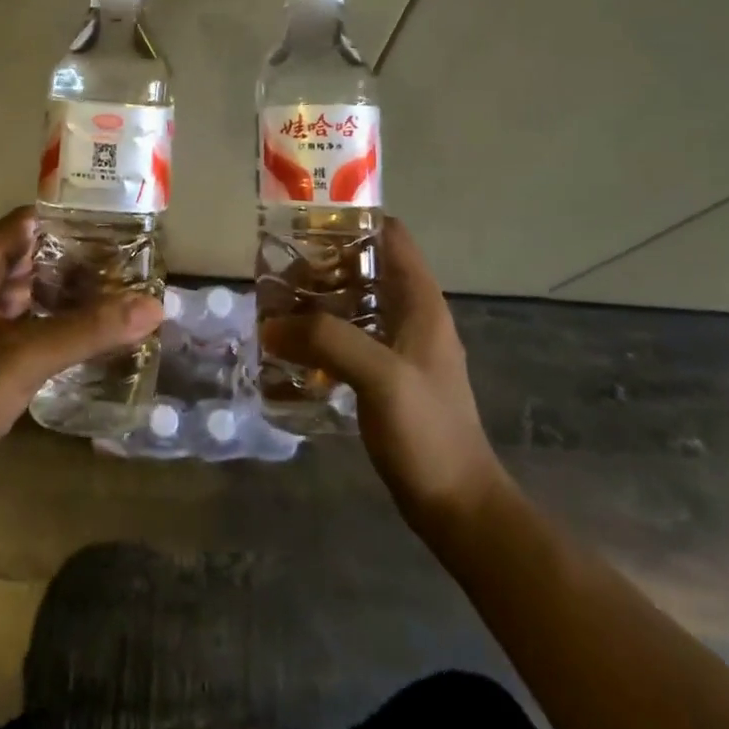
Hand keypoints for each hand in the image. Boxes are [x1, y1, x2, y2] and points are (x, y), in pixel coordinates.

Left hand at [0, 207, 164, 490]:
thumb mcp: (30, 355)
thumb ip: (91, 329)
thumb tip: (154, 306)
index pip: (22, 224)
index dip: (64, 222)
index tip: (108, 227)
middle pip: (20, 258)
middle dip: (66, 261)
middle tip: (116, 266)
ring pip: (14, 293)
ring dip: (53, 294)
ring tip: (102, 297)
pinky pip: (7, 322)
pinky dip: (38, 321)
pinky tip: (69, 335)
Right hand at [260, 218, 506, 533]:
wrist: (458, 506)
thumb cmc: (428, 432)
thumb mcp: (380, 376)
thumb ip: (326, 340)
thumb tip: (271, 324)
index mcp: (420, 300)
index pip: (389, 235)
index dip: (351, 221)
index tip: (304, 226)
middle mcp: (410, 314)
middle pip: (364, 267)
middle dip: (321, 264)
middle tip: (278, 275)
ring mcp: (399, 347)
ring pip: (352, 303)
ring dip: (317, 302)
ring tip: (276, 308)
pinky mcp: (385, 376)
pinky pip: (348, 339)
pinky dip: (320, 335)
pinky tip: (291, 349)